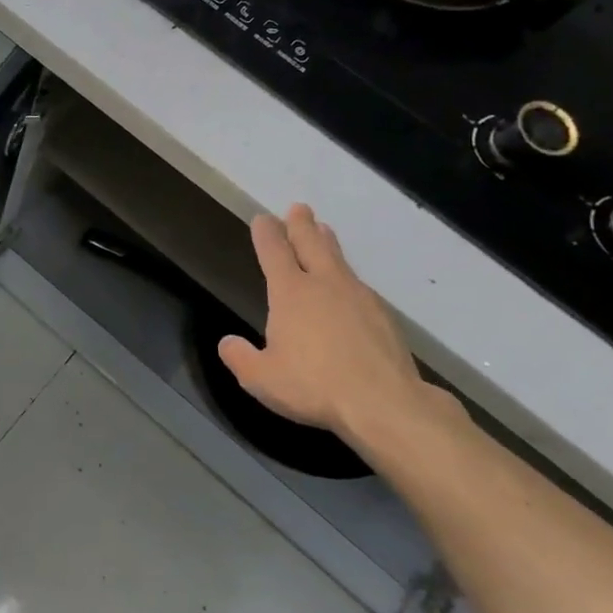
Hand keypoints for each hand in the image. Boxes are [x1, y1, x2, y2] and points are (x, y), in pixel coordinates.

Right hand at [217, 204, 460, 447]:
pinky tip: (349, 287)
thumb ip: (240, 358)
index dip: (266, 234)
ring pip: (339, 261)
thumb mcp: (261, 378)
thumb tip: (228, 343)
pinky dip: (348, 278)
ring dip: (328, 243)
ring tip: (325, 231)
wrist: (385, 404)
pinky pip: (359, 286)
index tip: (263, 219)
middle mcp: (325, 285)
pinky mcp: (384, 317)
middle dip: (302, 225)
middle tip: (299, 208)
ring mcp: (359, 298)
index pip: (274, 252)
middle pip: (312, 244)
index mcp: (291, 293)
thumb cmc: (314, 386)